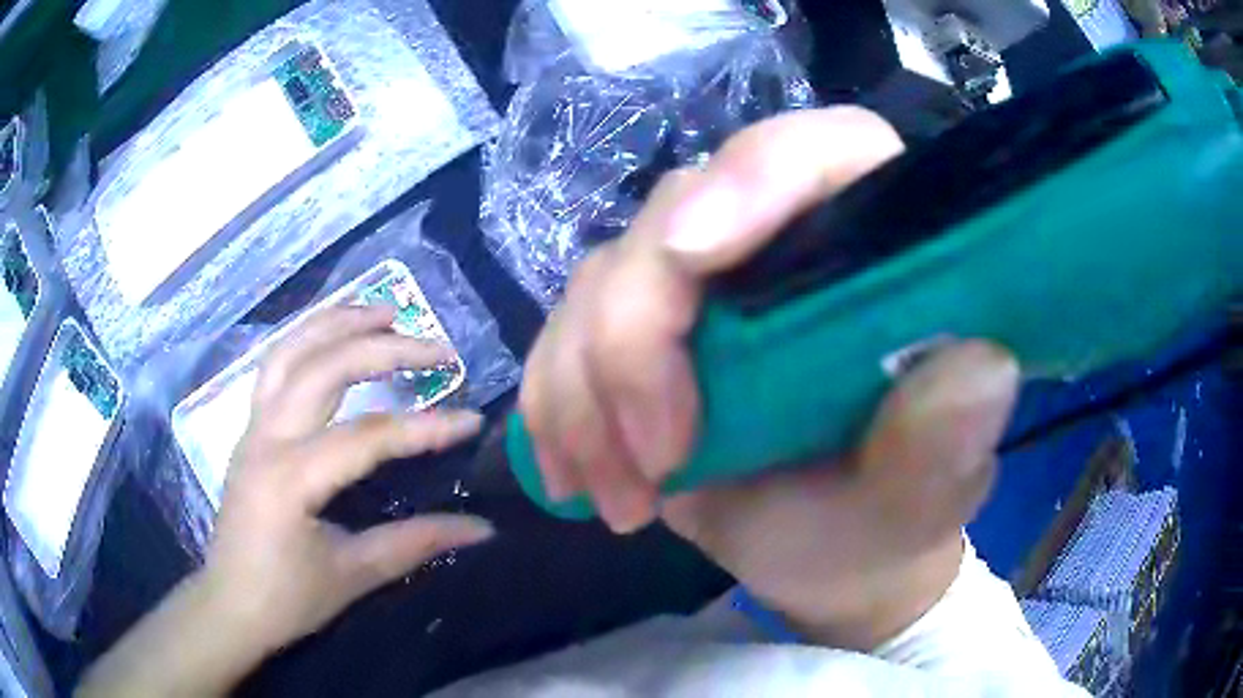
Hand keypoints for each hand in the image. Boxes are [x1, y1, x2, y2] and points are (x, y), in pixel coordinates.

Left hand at [79, 307, 493, 696]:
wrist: (230, 605)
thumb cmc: (287, 599)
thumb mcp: (353, 576)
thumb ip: (416, 543)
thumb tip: (481, 528)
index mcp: (289, 478)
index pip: (365, 437)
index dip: (423, 427)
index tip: (472, 421)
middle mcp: (266, 437)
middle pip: (325, 369)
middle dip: (383, 348)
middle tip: (436, 347)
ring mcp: (252, 426)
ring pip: (291, 351)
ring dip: (338, 323)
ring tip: (385, 311)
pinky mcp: (249, 429)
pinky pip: (276, 366)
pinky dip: (308, 338)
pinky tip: (333, 336)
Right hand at [520, 107, 1019, 649]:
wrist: (830, 556)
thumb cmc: (886, 518)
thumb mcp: (922, 494)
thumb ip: (949, 438)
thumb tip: (982, 365)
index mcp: (874, 252)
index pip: (823, 152)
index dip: (754, 176)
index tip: (694, 256)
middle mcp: (780, 244)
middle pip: (677, 213)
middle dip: (639, 338)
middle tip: (658, 461)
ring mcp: (700, 288)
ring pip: (601, 279)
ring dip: (586, 392)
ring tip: (625, 500)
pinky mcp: (639, 333)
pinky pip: (561, 336)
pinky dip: (555, 406)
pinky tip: (577, 478)